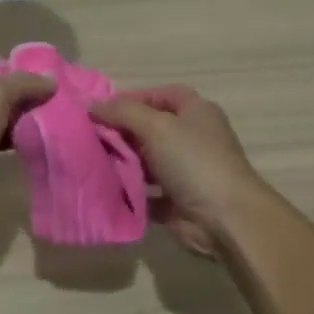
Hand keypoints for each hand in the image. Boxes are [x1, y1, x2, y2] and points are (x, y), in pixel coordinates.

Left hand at [0, 60, 54, 239]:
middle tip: (65, 111)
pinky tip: (30, 152)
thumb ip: (21, 84)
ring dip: (22, 125)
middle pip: (0, 93)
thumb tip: (50, 79)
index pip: (0, 64)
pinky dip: (10, 147)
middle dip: (29, 100)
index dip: (29, 71)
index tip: (60, 84)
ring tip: (56, 131)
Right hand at [90, 86, 265, 257]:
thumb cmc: (193, 161)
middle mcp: (191, 138)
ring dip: (122, 162)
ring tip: (91, 163)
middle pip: (150, 128)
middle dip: (121, 132)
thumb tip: (93, 106)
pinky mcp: (176, 200)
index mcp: (196, 112)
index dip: (132, 99)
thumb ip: (123, 112)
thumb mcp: (156, 126)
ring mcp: (185, 170)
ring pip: (146, 161)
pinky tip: (104, 188)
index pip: (161, 95)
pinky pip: (146, 191)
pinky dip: (128, 190)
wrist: (224, 218)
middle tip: (90, 138)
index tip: (101, 110)